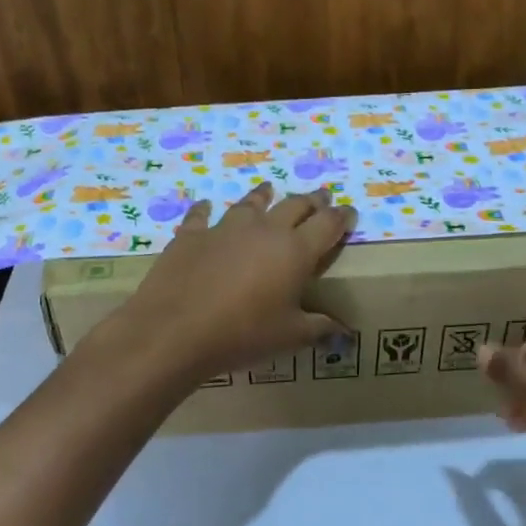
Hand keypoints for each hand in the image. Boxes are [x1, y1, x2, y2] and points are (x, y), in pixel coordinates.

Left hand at [108, 183, 357, 380]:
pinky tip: (205, 206)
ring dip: (264, 195)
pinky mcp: (192, 235)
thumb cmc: (243, 334)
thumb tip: (344, 330)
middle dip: (312, 200)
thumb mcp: (289, 337)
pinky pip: (201, 215)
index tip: (350, 213)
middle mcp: (264, 230)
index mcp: (296, 251)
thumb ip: (319, 328)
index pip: (328, 224)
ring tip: (269, 189)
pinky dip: (206, 210)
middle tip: (321, 198)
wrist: (176, 330)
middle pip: (295, 205)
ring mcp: (225, 228)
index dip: (342, 217)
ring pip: (251, 203)